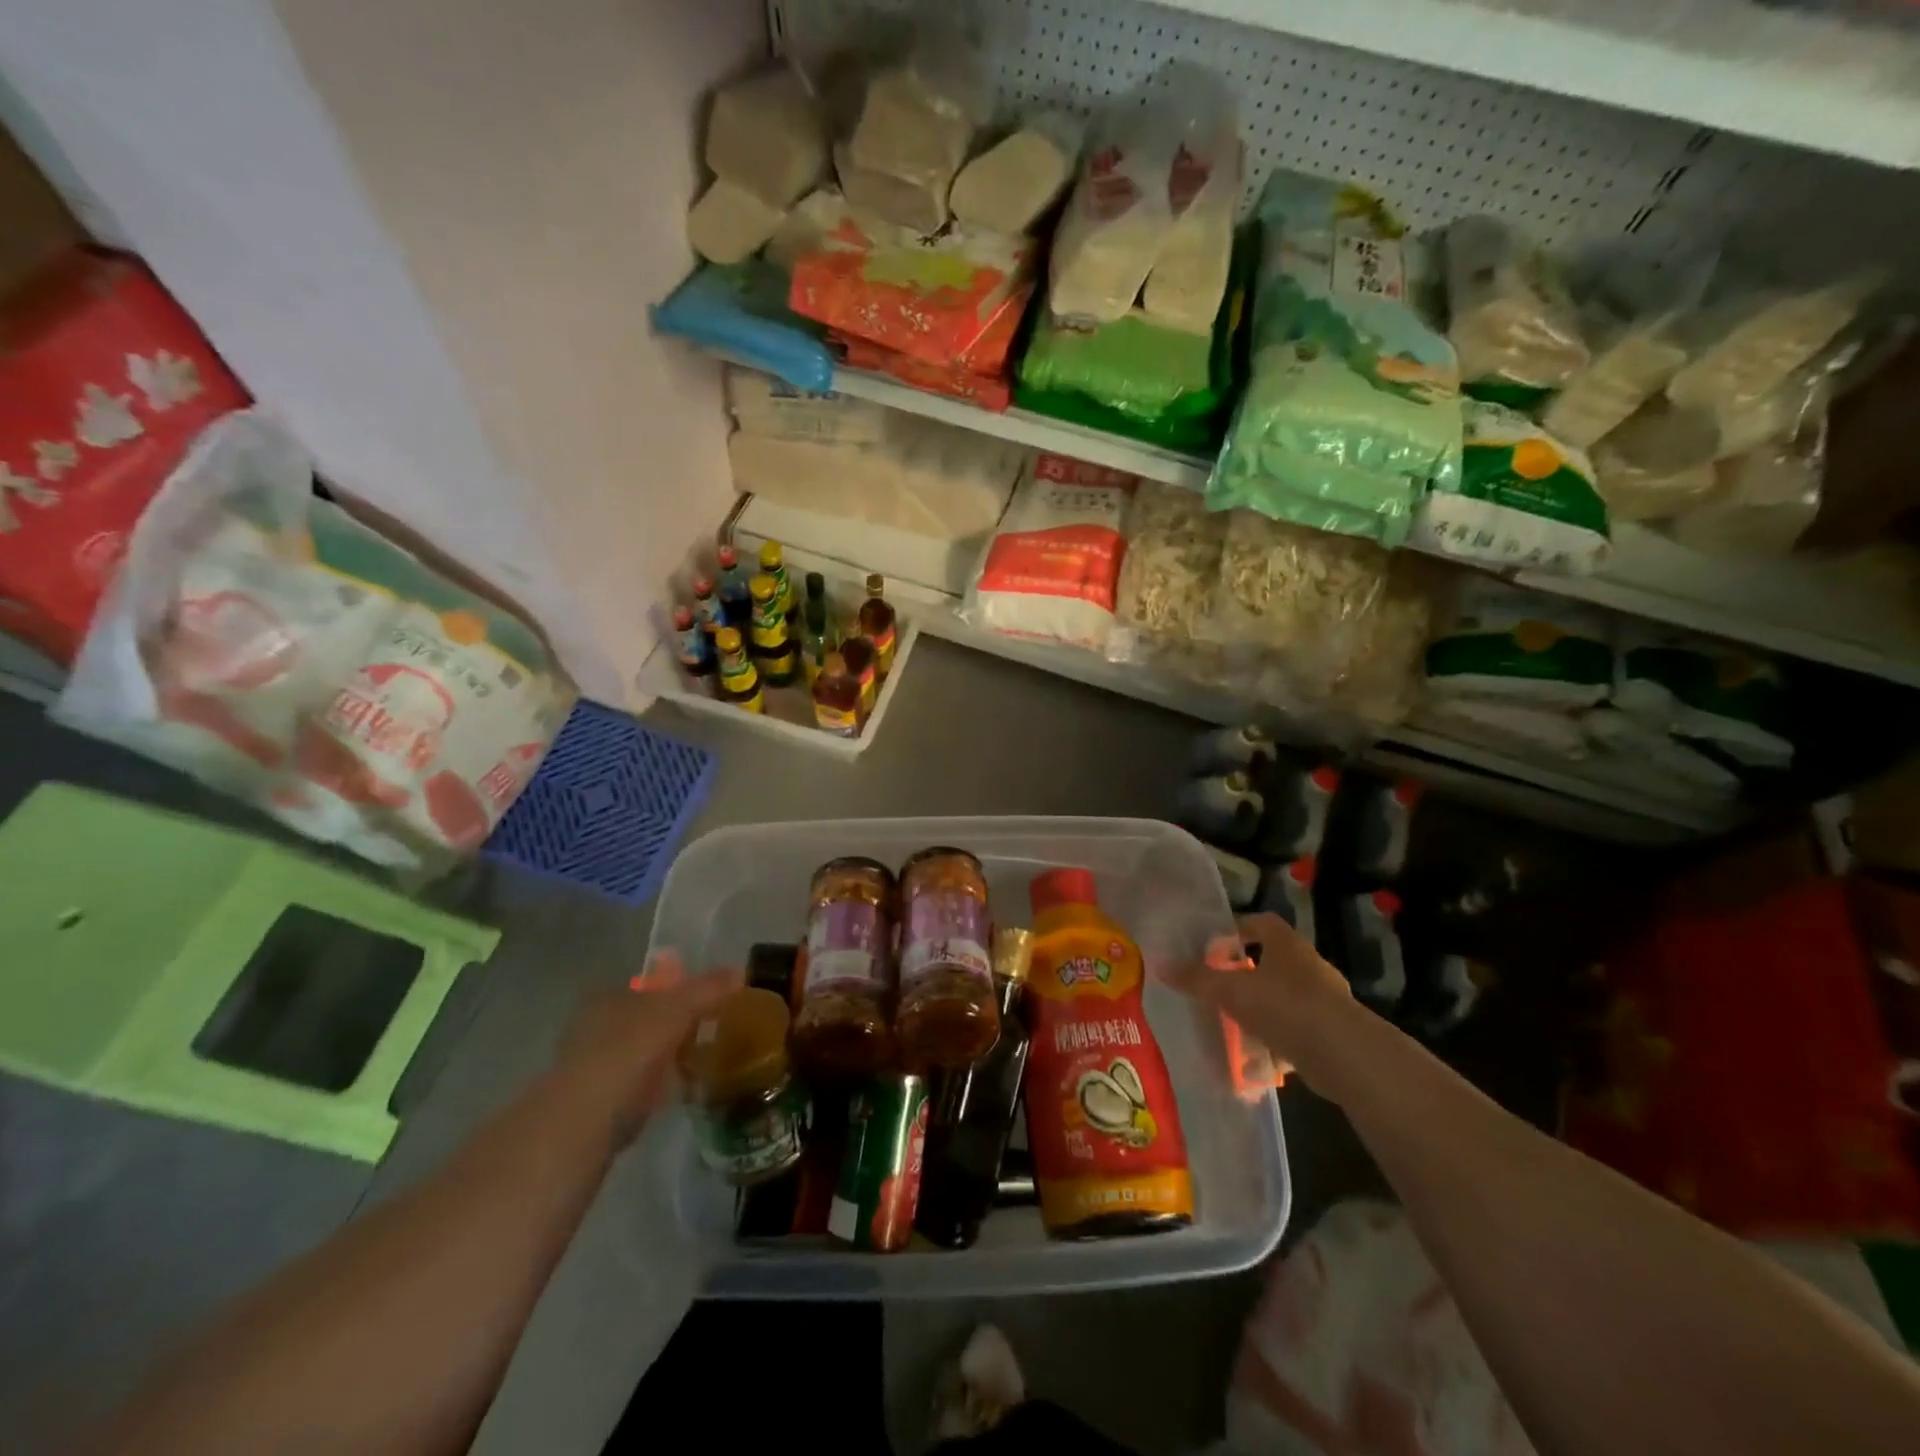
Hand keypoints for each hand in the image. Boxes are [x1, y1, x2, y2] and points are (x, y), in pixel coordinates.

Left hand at [556, 953, 741, 1144]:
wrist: (579, 1130)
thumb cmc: (625, 1056)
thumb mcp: (673, 1013)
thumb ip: (706, 990)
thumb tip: (742, 969)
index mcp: (607, 999)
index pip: (650, 985)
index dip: (681, 989)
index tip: (712, 1000)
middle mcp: (594, 1028)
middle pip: (647, 1019)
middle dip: (678, 1024)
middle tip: (714, 1031)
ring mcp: (593, 1069)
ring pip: (643, 1054)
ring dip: (670, 1057)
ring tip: (705, 1061)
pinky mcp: (598, 1108)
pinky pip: (640, 1087)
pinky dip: (661, 1087)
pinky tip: (682, 1093)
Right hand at [1163, 914, 1352, 1088]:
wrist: (1345, 1055)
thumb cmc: (1285, 1007)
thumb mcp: (1232, 991)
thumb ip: (1198, 979)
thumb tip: (1161, 965)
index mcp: (1287, 944)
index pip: (1261, 923)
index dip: (1237, 931)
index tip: (1214, 948)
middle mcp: (1308, 965)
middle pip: (1271, 962)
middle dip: (1244, 976)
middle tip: (1218, 990)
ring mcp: (1325, 999)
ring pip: (1283, 999)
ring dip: (1260, 1012)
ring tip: (1233, 1028)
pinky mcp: (1333, 1032)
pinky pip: (1296, 1031)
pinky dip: (1277, 1043)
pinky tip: (1257, 1061)